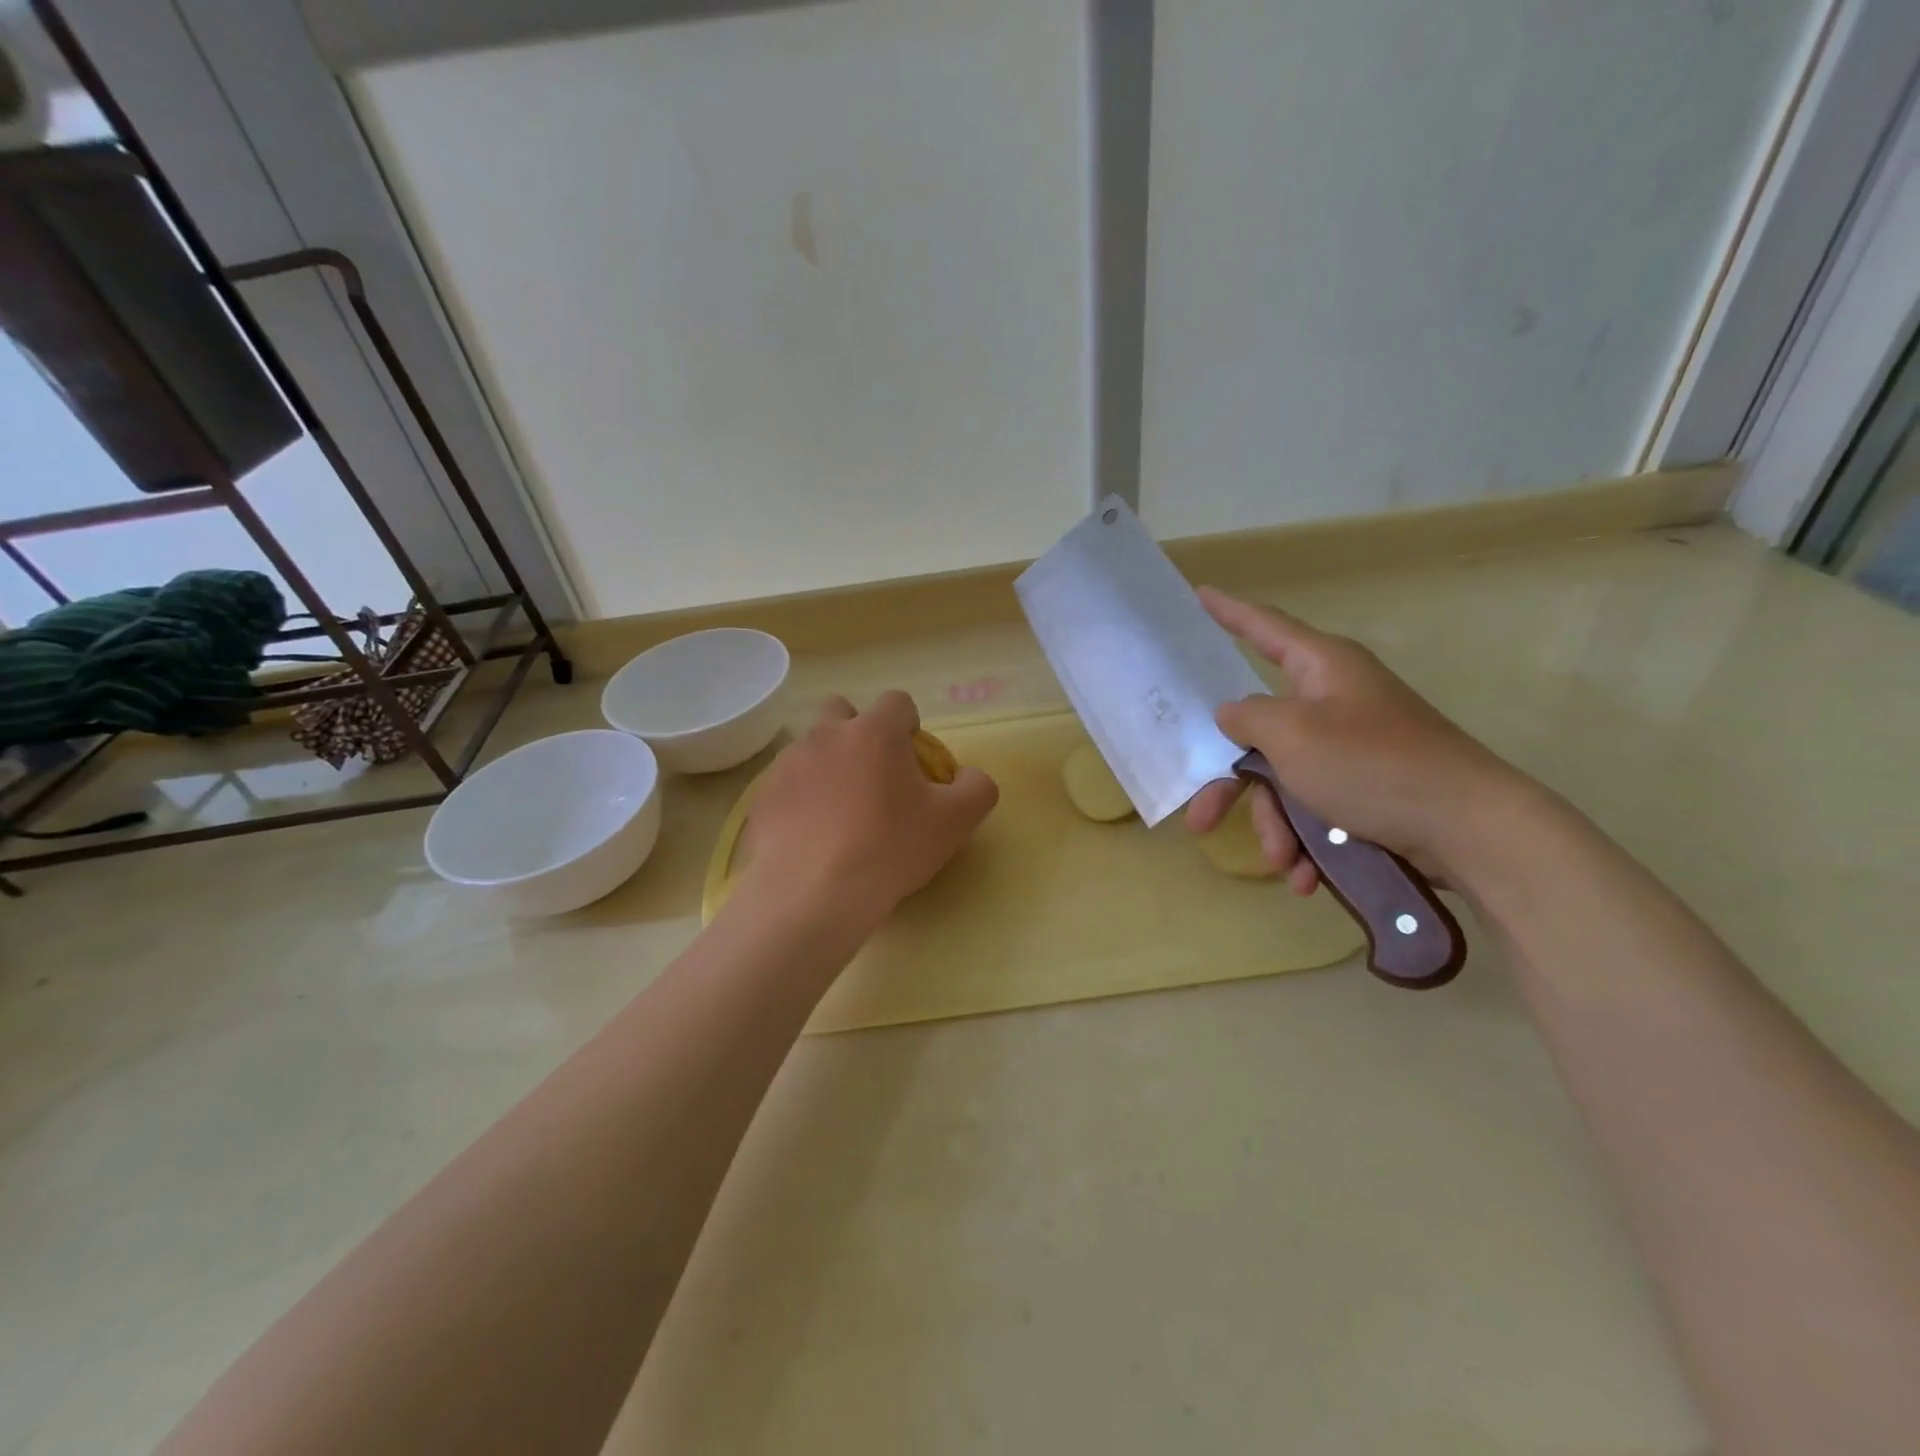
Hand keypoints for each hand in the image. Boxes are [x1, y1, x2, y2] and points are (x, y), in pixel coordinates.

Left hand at [737, 691, 998, 933]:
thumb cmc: (891, 848)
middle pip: (841, 710)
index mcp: (874, 732)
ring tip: (839, 811)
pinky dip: (800, 798)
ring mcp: (788, 764)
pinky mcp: (763, 796)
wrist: (814, 892)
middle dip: (857, 731)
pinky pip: (786, 784)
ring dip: (827, 765)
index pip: (897, 701)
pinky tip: (811, 835)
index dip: (908, 723)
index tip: (912, 758)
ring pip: (810, 747)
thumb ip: (976, 788)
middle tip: (872, 775)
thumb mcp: (955, 822)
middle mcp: (826, 735)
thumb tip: (970, 777)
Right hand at [1185, 588, 1523, 891]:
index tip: (1198, 594)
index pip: (1263, 627)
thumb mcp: (1292, 735)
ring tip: (1283, 863)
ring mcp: (1351, 746)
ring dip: (1276, 824)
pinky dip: (1308, 840)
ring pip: (1285, 780)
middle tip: (1200, 820)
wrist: (1470, 828)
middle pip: (1260, 732)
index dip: (1227, 611)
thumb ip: (1247, 717)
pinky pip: (1316, 806)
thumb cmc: (1372, 764)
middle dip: (1232, 784)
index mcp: (1321, 667)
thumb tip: (1231, 713)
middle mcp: (1333, 700)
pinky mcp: (1367, 787)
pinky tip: (1306, 876)